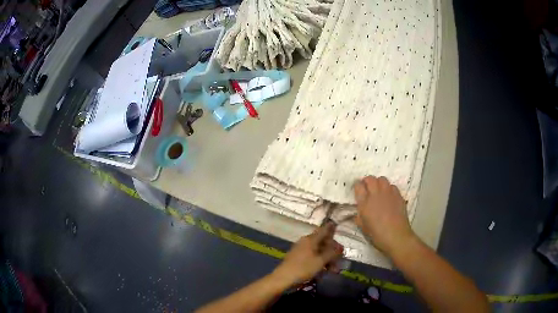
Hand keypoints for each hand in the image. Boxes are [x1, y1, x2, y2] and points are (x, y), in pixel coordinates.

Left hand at [273, 222, 343, 285]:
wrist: (283, 278)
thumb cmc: (303, 268)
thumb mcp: (320, 261)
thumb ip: (332, 253)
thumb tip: (339, 247)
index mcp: (311, 239)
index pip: (324, 230)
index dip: (331, 228)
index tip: (338, 225)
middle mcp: (306, 242)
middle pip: (322, 242)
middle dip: (332, 250)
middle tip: (340, 258)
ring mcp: (301, 249)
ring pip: (318, 251)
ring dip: (327, 258)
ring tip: (334, 269)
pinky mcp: (298, 258)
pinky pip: (313, 256)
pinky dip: (320, 261)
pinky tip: (325, 270)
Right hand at [354, 176, 415, 255]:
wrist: (396, 236)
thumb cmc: (377, 234)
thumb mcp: (363, 226)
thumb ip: (358, 216)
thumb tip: (358, 211)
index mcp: (364, 202)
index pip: (358, 186)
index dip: (357, 186)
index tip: (357, 190)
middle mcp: (376, 194)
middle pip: (370, 178)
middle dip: (367, 181)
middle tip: (367, 188)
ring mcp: (388, 193)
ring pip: (382, 179)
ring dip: (378, 183)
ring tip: (378, 190)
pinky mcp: (398, 195)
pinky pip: (392, 186)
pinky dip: (389, 188)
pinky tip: (389, 196)